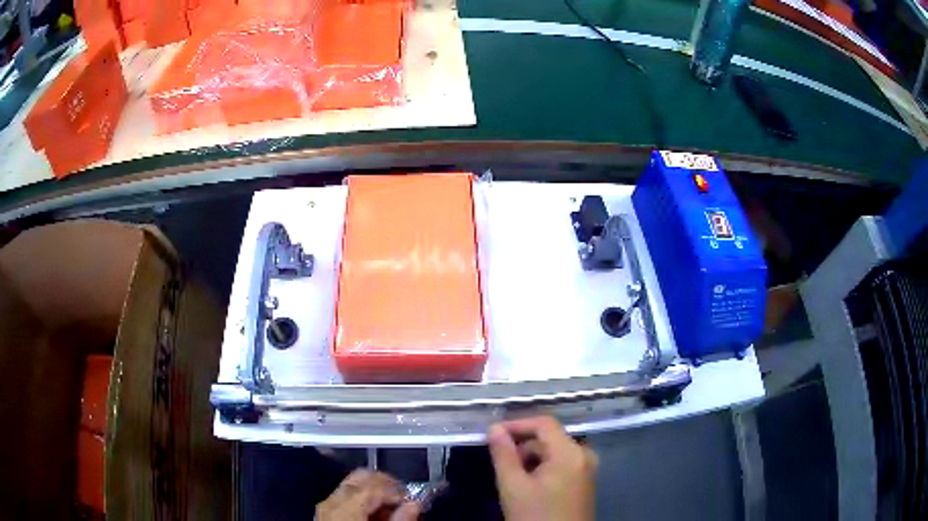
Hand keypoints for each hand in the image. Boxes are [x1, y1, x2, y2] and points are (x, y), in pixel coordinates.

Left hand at [315, 469, 419, 520]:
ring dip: (374, 491)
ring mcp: (326, 506)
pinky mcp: (325, 513)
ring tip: (392, 509)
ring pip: (352, 485)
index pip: (376, 484)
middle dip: (386, 484)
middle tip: (404, 499)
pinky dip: (362, 500)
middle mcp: (332, 500)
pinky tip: (375, 514)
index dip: (399, 490)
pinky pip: (345, 497)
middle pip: (361, 477)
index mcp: (346, 505)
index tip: (414, 502)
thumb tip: (415, 504)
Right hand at [488, 416, 597, 520]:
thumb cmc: (535, 516)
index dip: (517, 424)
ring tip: (513, 477)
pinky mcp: (584, 481)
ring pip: (554, 451)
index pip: (544, 423)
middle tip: (501, 462)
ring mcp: (587, 468)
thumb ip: (503, 455)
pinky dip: (543, 468)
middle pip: (550, 438)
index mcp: (570, 453)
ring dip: (531, 458)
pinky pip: (562, 464)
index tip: (492, 433)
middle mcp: (584, 455)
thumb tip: (495, 429)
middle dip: (523, 446)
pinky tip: (529, 485)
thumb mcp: (513, 486)